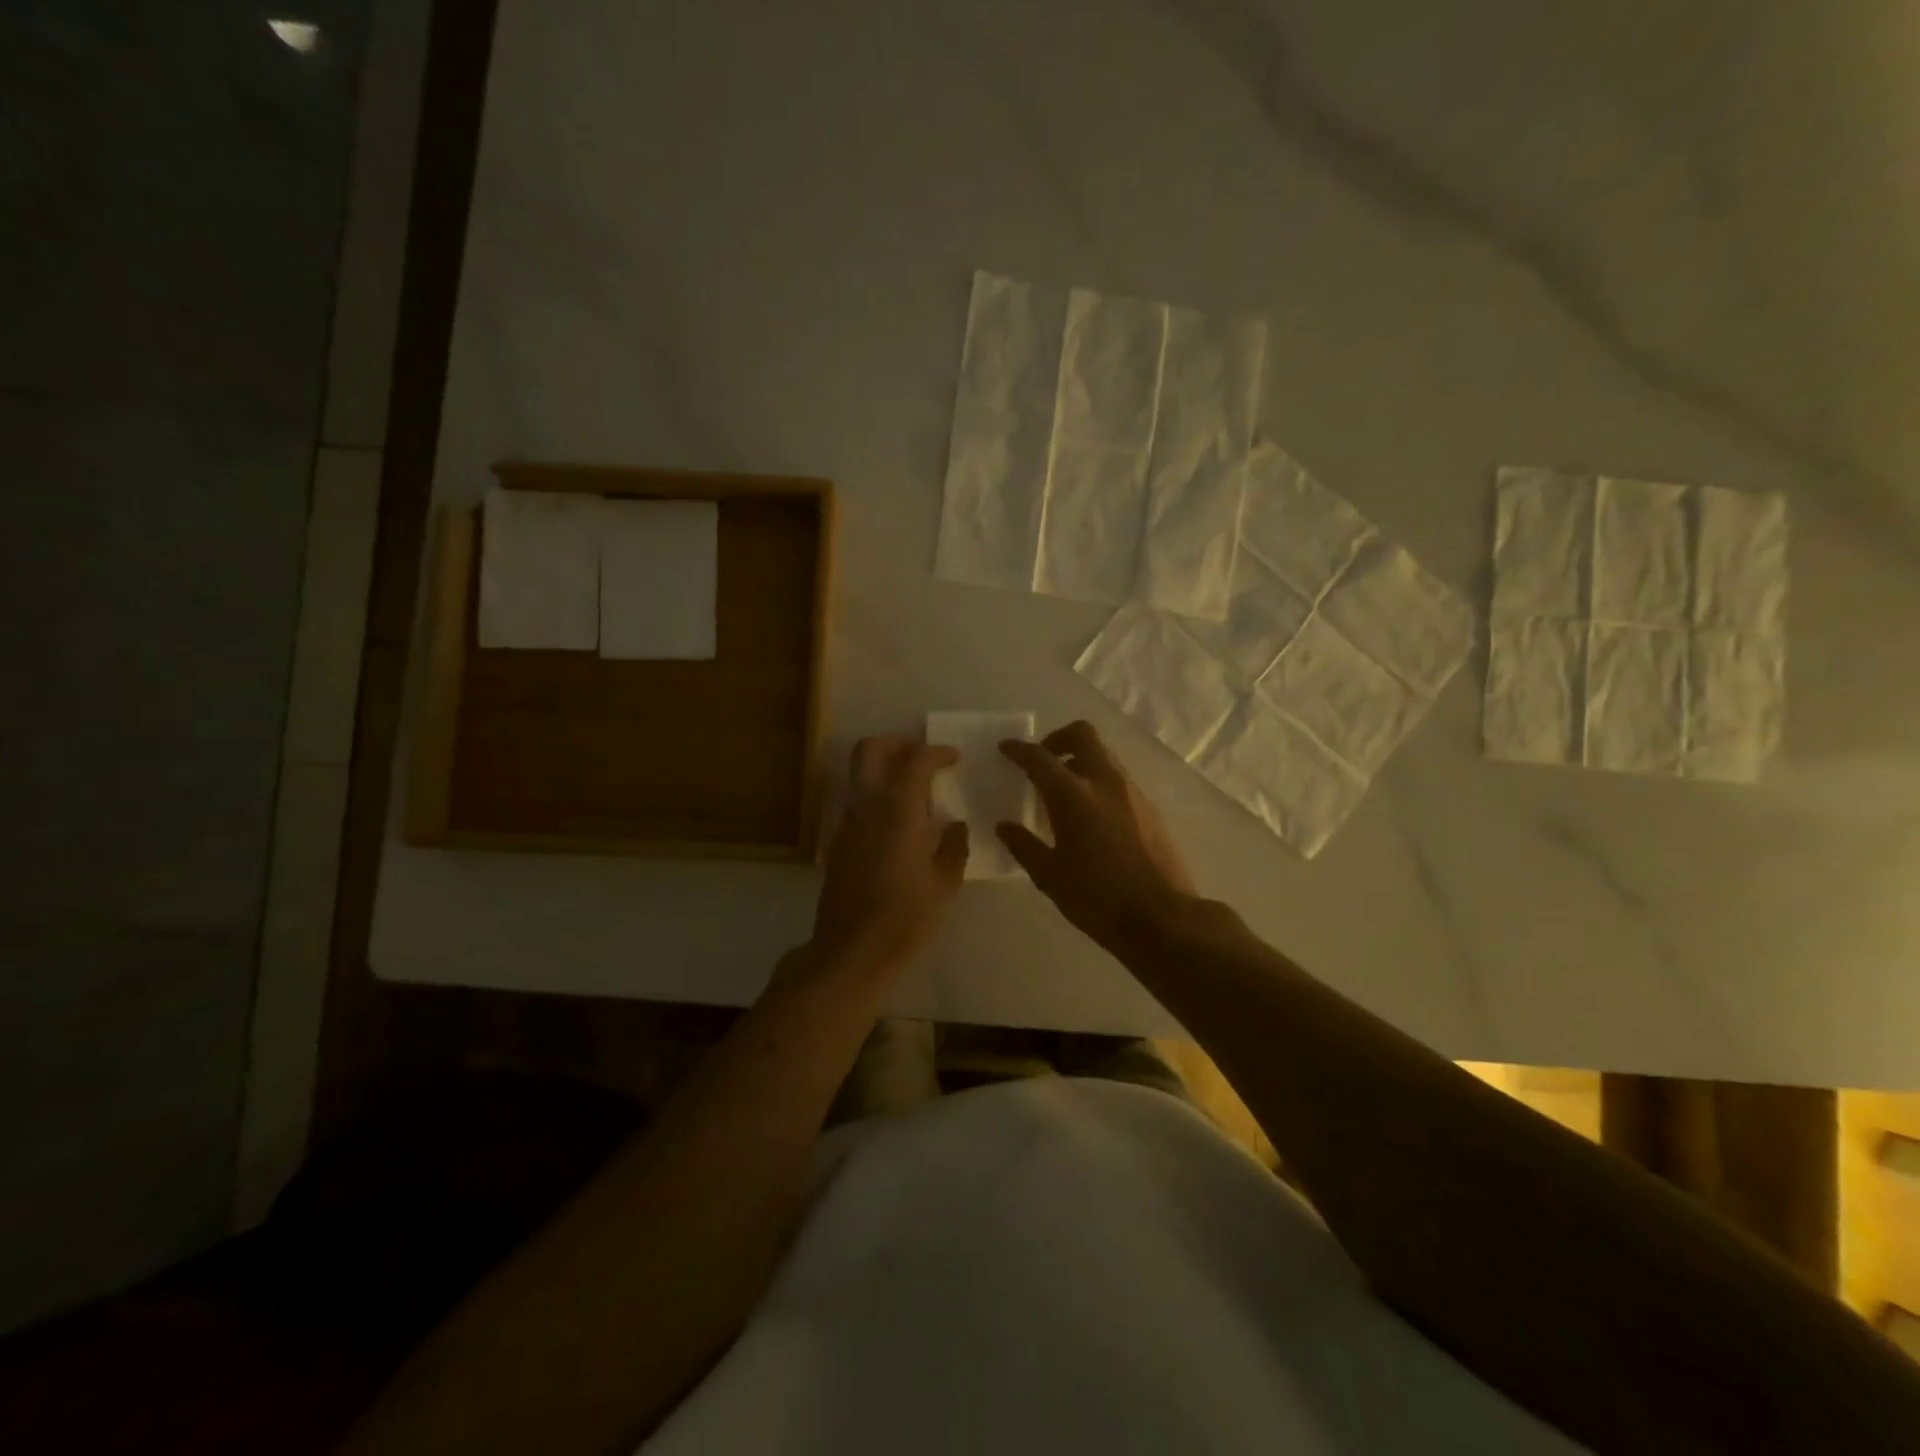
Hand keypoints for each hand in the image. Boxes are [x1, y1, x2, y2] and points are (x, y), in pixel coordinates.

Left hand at [810, 737, 969, 971]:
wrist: (852, 951)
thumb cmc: (906, 918)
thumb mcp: (945, 884)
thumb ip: (953, 847)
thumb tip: (955, 826)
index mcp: (897, 810)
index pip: (915, 760)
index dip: (936, 752)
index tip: (954, 758)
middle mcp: (866, 806)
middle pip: (870, 750)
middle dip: (897, 744)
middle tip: (923, 757)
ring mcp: (846, 824)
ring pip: (858, 775)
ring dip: (884, 769)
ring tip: (914, 790)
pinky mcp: (837, 843)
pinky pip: (856, 803)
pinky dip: (876, 796)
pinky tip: (898, 823)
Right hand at [997, 721, 1196, 952]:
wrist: (1162, 918)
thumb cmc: (1097, 898)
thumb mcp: (1050, 876)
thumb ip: (1024, 845)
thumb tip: (1004, 826)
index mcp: (1073, 795)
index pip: (1039, 757)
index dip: (1019, 749)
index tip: (1006, 748)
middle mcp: (1104, 782)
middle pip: (1082, 735)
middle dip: (1058, 738)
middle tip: (1043, 761)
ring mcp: (1133, 792)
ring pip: (1104, 755)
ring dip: (1081, 760)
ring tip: (1065, 792)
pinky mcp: (1151, 808)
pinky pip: (1118, 780)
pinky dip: (1099, 782)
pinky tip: (1091, 816)